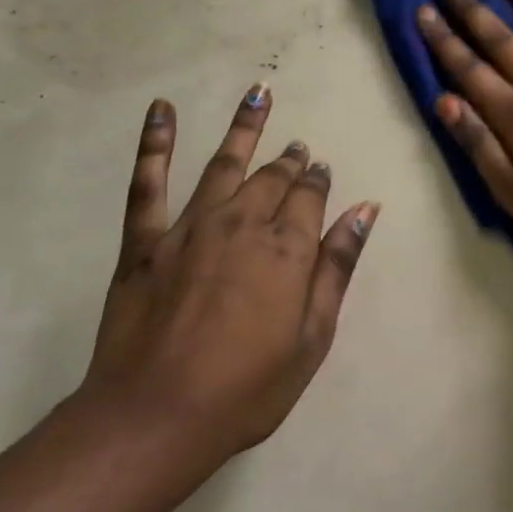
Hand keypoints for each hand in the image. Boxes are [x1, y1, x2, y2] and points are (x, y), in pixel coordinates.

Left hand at [73, 87, 378, 478]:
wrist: (155, 418)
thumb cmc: (247, 388)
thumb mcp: (313, 336)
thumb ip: (338, 266)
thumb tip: (366, 209)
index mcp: (287, 248)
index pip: (309, 197)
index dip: (318, 181)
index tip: (321, 170)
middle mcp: (243, 223)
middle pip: (272, 179)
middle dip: (289, 160)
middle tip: (297, 146)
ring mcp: (190, 227)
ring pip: (224, 165)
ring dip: (244, 128)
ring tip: (259, 94)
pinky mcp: (146, 241)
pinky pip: (148, 183)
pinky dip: (154, 143)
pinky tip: (161, 109)